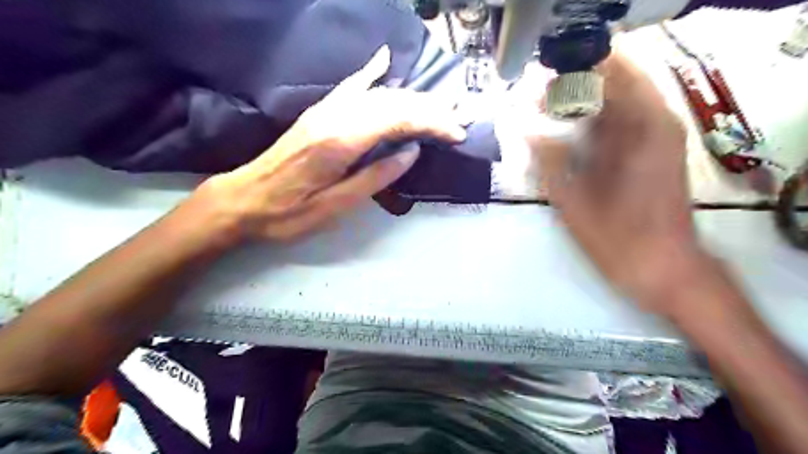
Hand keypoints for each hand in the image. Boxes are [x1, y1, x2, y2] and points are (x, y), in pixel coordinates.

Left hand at [196, 44, 467, 241]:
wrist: (244, 199)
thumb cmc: (290, 212)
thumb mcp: (337, 206)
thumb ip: (376, 176)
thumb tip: (411, 152)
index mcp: (341, 140)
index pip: (400, 119)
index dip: (433, 123)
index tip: (458, 133)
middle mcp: (335, 115)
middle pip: (394, 101)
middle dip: (431, 109)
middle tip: (459, 119)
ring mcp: (325, 110)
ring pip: (378, 93)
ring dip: (413, 97)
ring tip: (440, 105)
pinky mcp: (319, 113)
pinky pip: (350, 86)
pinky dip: (371, 73)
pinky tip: (384, 60)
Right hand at [539, 53, 715, 314]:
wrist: (666, 269)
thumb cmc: (620, 240)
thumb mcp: (574, 203)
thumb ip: (548, 162)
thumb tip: (525, 132)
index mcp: (640, 129)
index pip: (606, 75)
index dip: (568, 77)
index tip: (535, 91)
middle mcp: (655, 122)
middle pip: (613, 82)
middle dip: (573, 87)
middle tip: (536, 103)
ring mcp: (657, 136)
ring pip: (617, 101)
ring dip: (582, 103)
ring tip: (546, 115)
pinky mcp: (653, 151)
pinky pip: (621, 122)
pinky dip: (594, 121)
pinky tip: (569, 135)